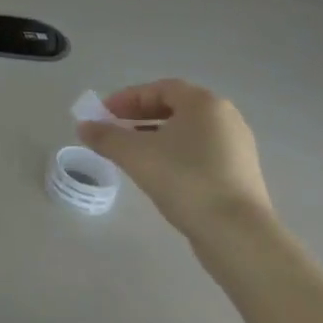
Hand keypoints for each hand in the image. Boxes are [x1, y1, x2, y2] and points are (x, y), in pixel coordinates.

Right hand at [78, 80, 272, 238]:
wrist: (237, 234)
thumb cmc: (184, 180)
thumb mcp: (134, 155)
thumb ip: (105, 137)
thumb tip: (83, 127)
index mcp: (204, 104)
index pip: (159, 88)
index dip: (127, 98)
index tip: (104, 114)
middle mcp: (225, 118)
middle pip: (174, 107)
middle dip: (139, 116)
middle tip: (114, 129)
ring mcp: (236, 146)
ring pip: (186, 131)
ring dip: (155, 135)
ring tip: (130, 153)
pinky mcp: (239, 173)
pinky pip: (199, 151)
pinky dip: (174, 153)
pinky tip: (158, 172)